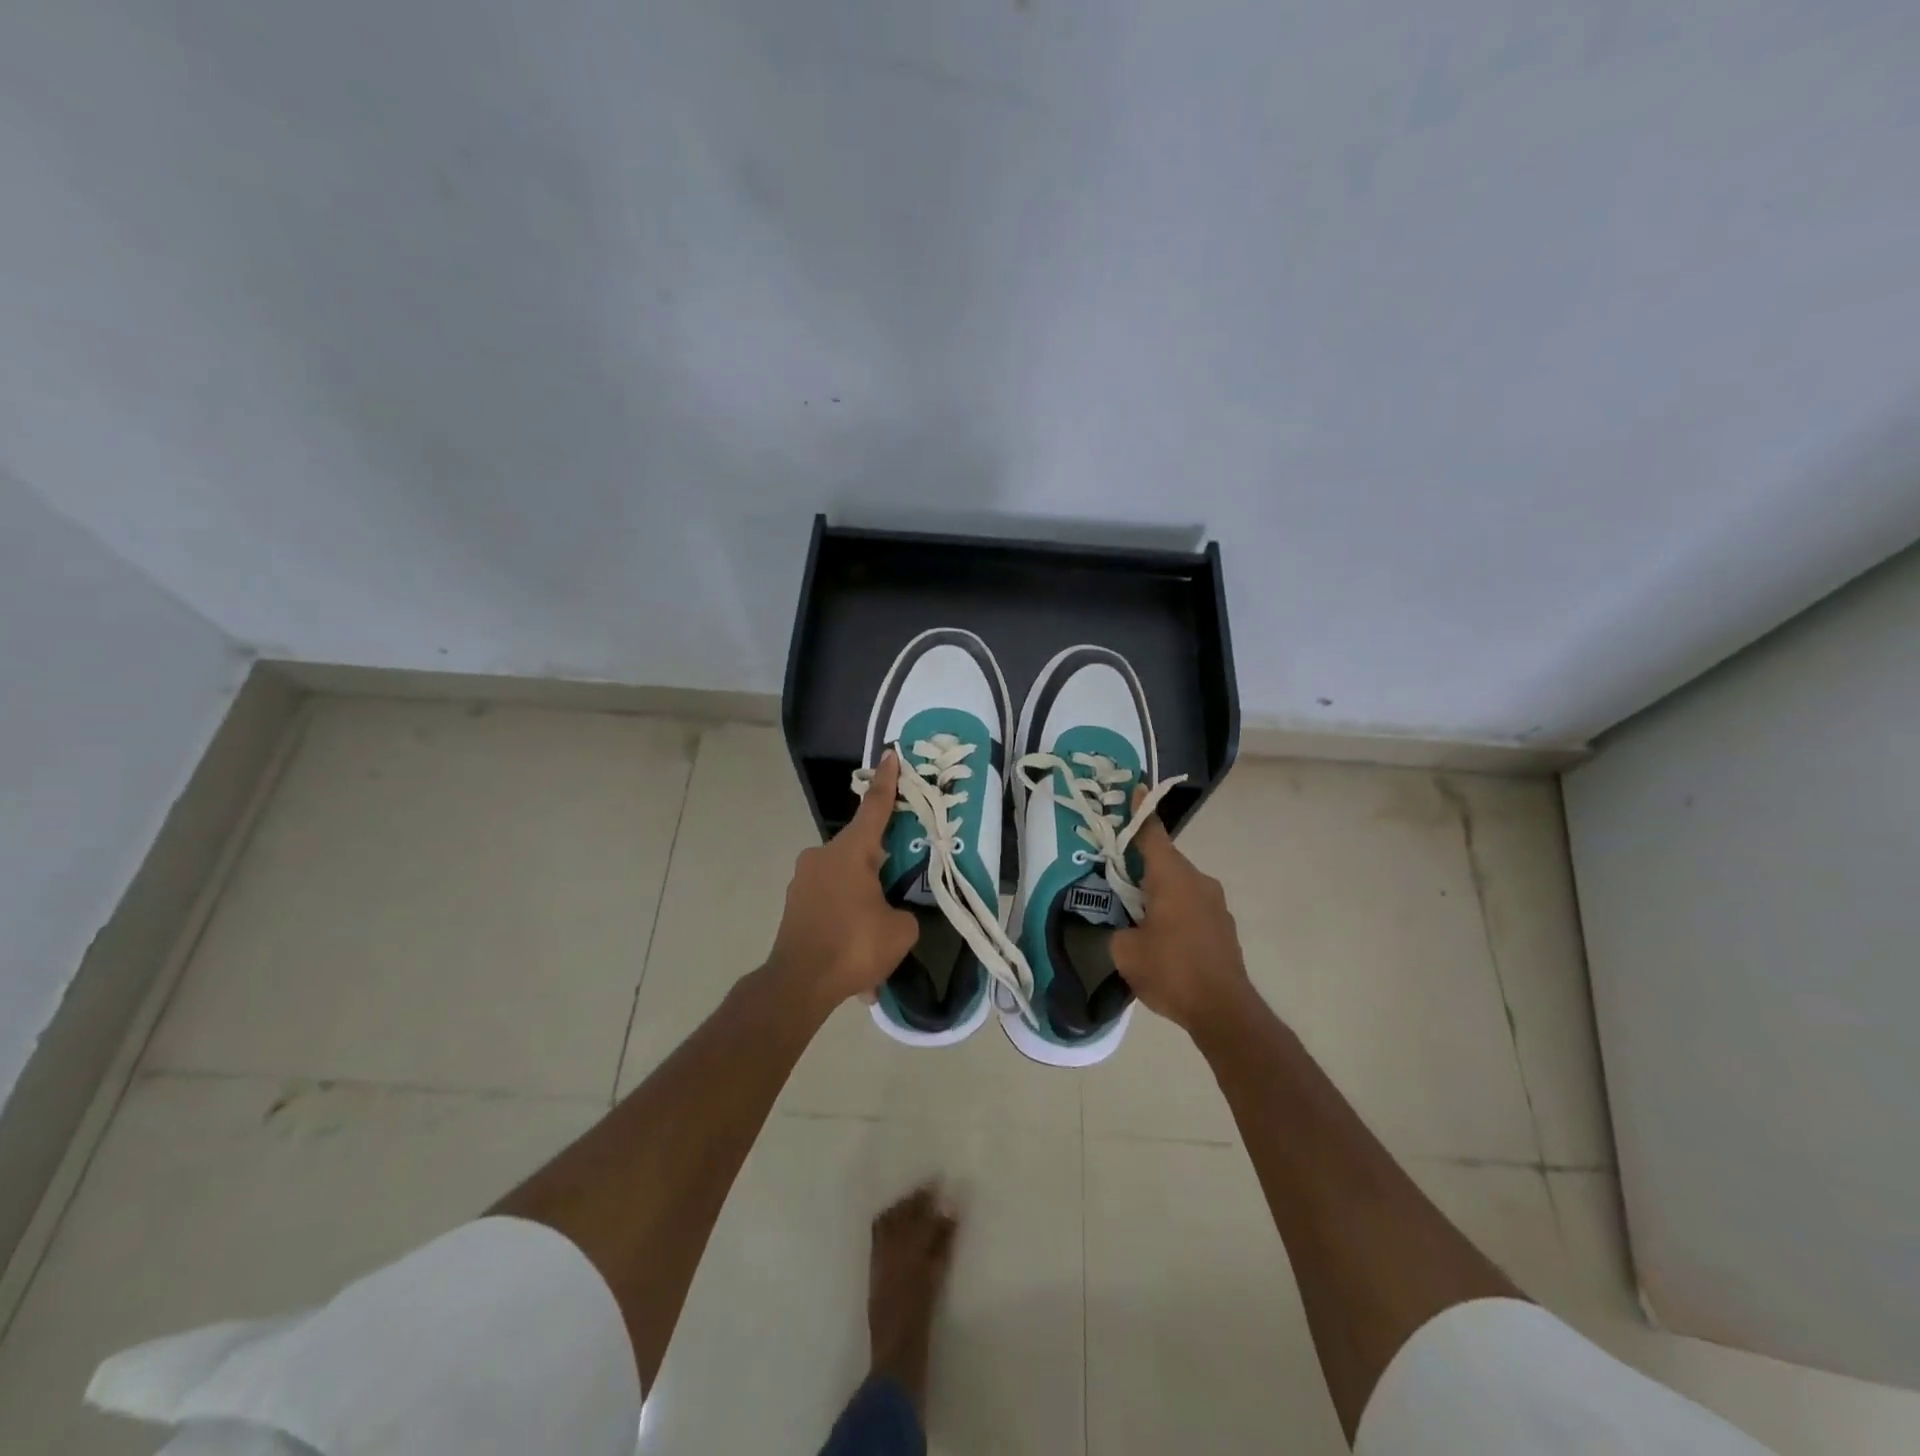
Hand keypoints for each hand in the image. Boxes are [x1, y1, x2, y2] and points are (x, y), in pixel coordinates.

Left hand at [769, 750, 918, 1006]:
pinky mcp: (794, 904)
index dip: (887, 781)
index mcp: (851, 852)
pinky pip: (829, 902)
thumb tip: (893, 913)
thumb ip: (903, 912)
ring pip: (844, 879)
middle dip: (880, 864)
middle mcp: (822, 857)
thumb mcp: (900, 931)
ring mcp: (803, 880)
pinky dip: (845, 918)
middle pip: (860, 849)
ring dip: (861, 898)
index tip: (891, 755)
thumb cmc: (853, 946)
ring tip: (876, 935)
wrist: (797, 985)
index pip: (874, 807)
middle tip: (898, 884)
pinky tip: (855, 954)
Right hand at [1110, 790, 1253, 1033]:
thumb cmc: (1171, 971)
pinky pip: (1192, 906)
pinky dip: (1174, 911)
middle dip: (1140, 865)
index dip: (1140, 812)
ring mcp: (1215, 904)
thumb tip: (1122, 926)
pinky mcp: (1223, 926)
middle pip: (1164, 861)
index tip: (1134, 788)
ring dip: (1158, 892)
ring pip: (1179, 885)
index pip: (1152, 835)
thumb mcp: (1125, 951)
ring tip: (1136, 913)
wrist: (1224, 1011)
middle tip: (1116, 874)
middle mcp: (1198, 881)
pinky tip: (1162, 937)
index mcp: (1172, 878)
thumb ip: (1117, 929)